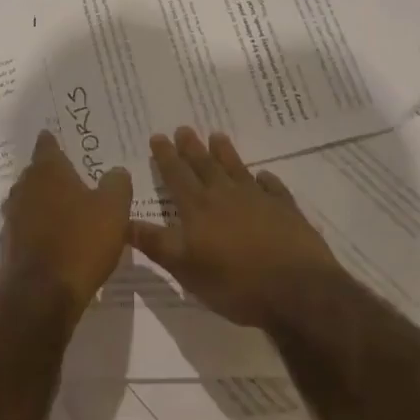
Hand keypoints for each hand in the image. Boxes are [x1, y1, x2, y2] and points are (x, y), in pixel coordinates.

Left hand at [0, 130, 131, 317]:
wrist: (41, 295)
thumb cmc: (81, 242)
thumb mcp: (114, 209)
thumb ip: (117, 184)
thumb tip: (116, 171)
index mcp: (48, 171)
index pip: (47, 145)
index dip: (54, 141)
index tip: (59, 138)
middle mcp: (24, 188)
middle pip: (37, 173)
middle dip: (52, 174)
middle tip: (73, 177)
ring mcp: (12, 218)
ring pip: (29, 200)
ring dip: (45, 202)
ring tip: (67, 209)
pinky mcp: (9, 246)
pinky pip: (27, 227)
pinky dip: (39, 228)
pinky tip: (56, 239)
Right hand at [128, 127, 341, 329]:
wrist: (297, 291)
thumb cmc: (234, 283)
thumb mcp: (185, 269)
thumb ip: (155, 243)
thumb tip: (122, 221)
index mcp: (199, 209)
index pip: (177, 176)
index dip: (166, 157)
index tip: (158, 136)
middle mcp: (226, 196)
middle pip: (205, 166)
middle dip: (191, 148)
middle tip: (184, 128)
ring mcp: (259, 200)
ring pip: (237, 169)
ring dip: (225, 153)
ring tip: (217, 136)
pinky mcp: (286, 211)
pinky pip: (273, 188)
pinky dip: (266, 180)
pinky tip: (264, 176)